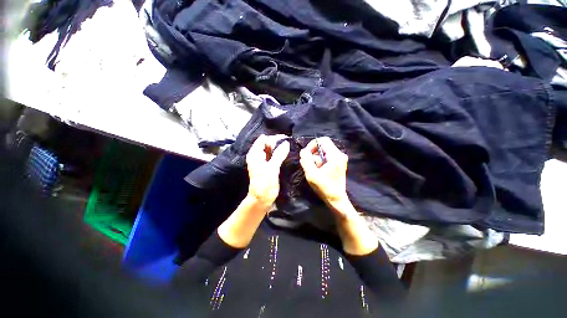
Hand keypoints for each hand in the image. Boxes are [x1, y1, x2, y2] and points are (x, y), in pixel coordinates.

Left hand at [246, 134, 289, 206]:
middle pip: (266, 144)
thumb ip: (278, 154)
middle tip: (289, 143)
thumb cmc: (265, 184)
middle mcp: (257, 156)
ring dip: (278, 148)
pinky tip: (286, 154)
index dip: (274, 138)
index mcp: (255, 154)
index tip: (285, 139)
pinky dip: (278, 154)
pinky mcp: (266, 166)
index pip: (263, 139)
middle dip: (277, 142)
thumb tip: (286, 143)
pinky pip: (272, 156)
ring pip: (270, 150)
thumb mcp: (272, 168)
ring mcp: (261, 161)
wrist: (261, 199)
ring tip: (289, 147)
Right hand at [299, 137, 350, 215]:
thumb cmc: (324, 188)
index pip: (322, 140)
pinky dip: (320, 161)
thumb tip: (303, 151)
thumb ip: (306, 160)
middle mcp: (340, 154)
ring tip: (313, 170)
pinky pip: (326, 156)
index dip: (312, 145)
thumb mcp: (311, 174)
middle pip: (323, 146)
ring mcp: (340, 159)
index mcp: (335, 156)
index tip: (306, 155)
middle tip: (309, 165)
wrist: (336, 199)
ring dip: (316, 159)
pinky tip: (318, 170)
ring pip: (324, 151)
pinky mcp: (338, 163)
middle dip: (313, 154)